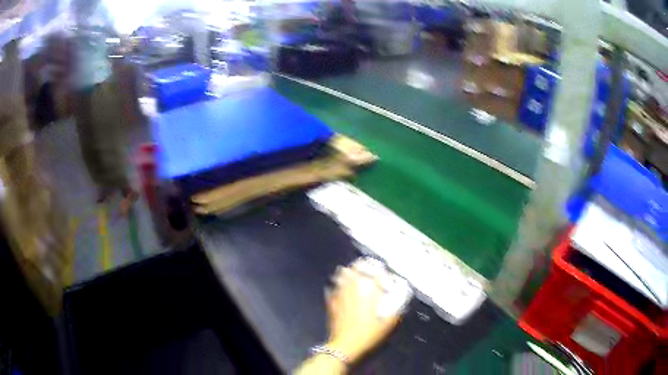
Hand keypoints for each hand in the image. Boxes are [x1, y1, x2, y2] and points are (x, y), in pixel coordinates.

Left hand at [324, 261, 402, 363]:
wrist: (345, 345)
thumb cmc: (368, 334)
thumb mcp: (387, 324)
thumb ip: (395, 311)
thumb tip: (399, 302)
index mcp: (369, 296)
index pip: (375, 279)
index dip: (380, 273)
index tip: (383, 270)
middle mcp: (354, 293)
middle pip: (355, 274)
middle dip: (360, 267)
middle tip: (362, 263)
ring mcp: (341, 298)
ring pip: (342, 280)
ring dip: (345, 274)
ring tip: (346, 269)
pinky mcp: (332, 305)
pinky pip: (332, 292)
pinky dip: (334, 287)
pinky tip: (333, 286)